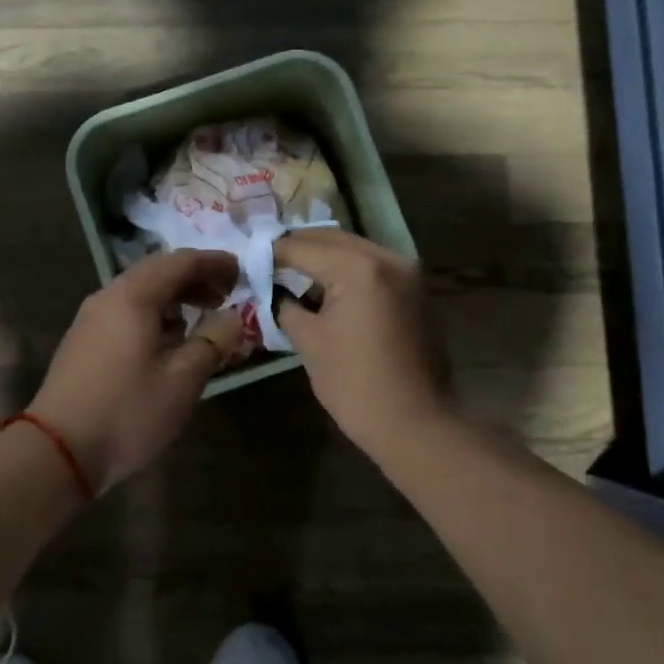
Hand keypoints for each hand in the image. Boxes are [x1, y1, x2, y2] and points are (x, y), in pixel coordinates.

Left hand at [28, 251, 244, 491]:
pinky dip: (154, 314)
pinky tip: (169, 339)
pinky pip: (125, 312)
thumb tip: (233, 316)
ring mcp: (90, 319)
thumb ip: (212, 341)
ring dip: (174, 297)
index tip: (241, 272)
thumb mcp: (183, 380)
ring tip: (203, 315)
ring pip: (139, 292)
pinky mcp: (83, 342)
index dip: (213, 262)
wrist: (58, 450)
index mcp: (133, 296)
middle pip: (157, 272)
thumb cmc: (128, 411)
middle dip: (194, 278)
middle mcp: (108, 297)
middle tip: (226, 294)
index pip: (180, 261)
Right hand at [273, 230, 454, 459]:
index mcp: (358, 268)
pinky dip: (344, 269)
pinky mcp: (414, 289)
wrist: (417, 424)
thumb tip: (272, 292)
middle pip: (330, 239)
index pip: (302, 247)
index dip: (270, 253)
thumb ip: (285, 306)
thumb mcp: (309, 342)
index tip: (246, 260)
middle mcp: (386, 257)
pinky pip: (371, 266)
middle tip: (264, 263)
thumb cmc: (356, 385)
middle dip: (296, 249)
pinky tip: (322, 287)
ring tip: (288, 273)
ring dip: (321, 257)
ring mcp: (406, 272)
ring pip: (352, 249)